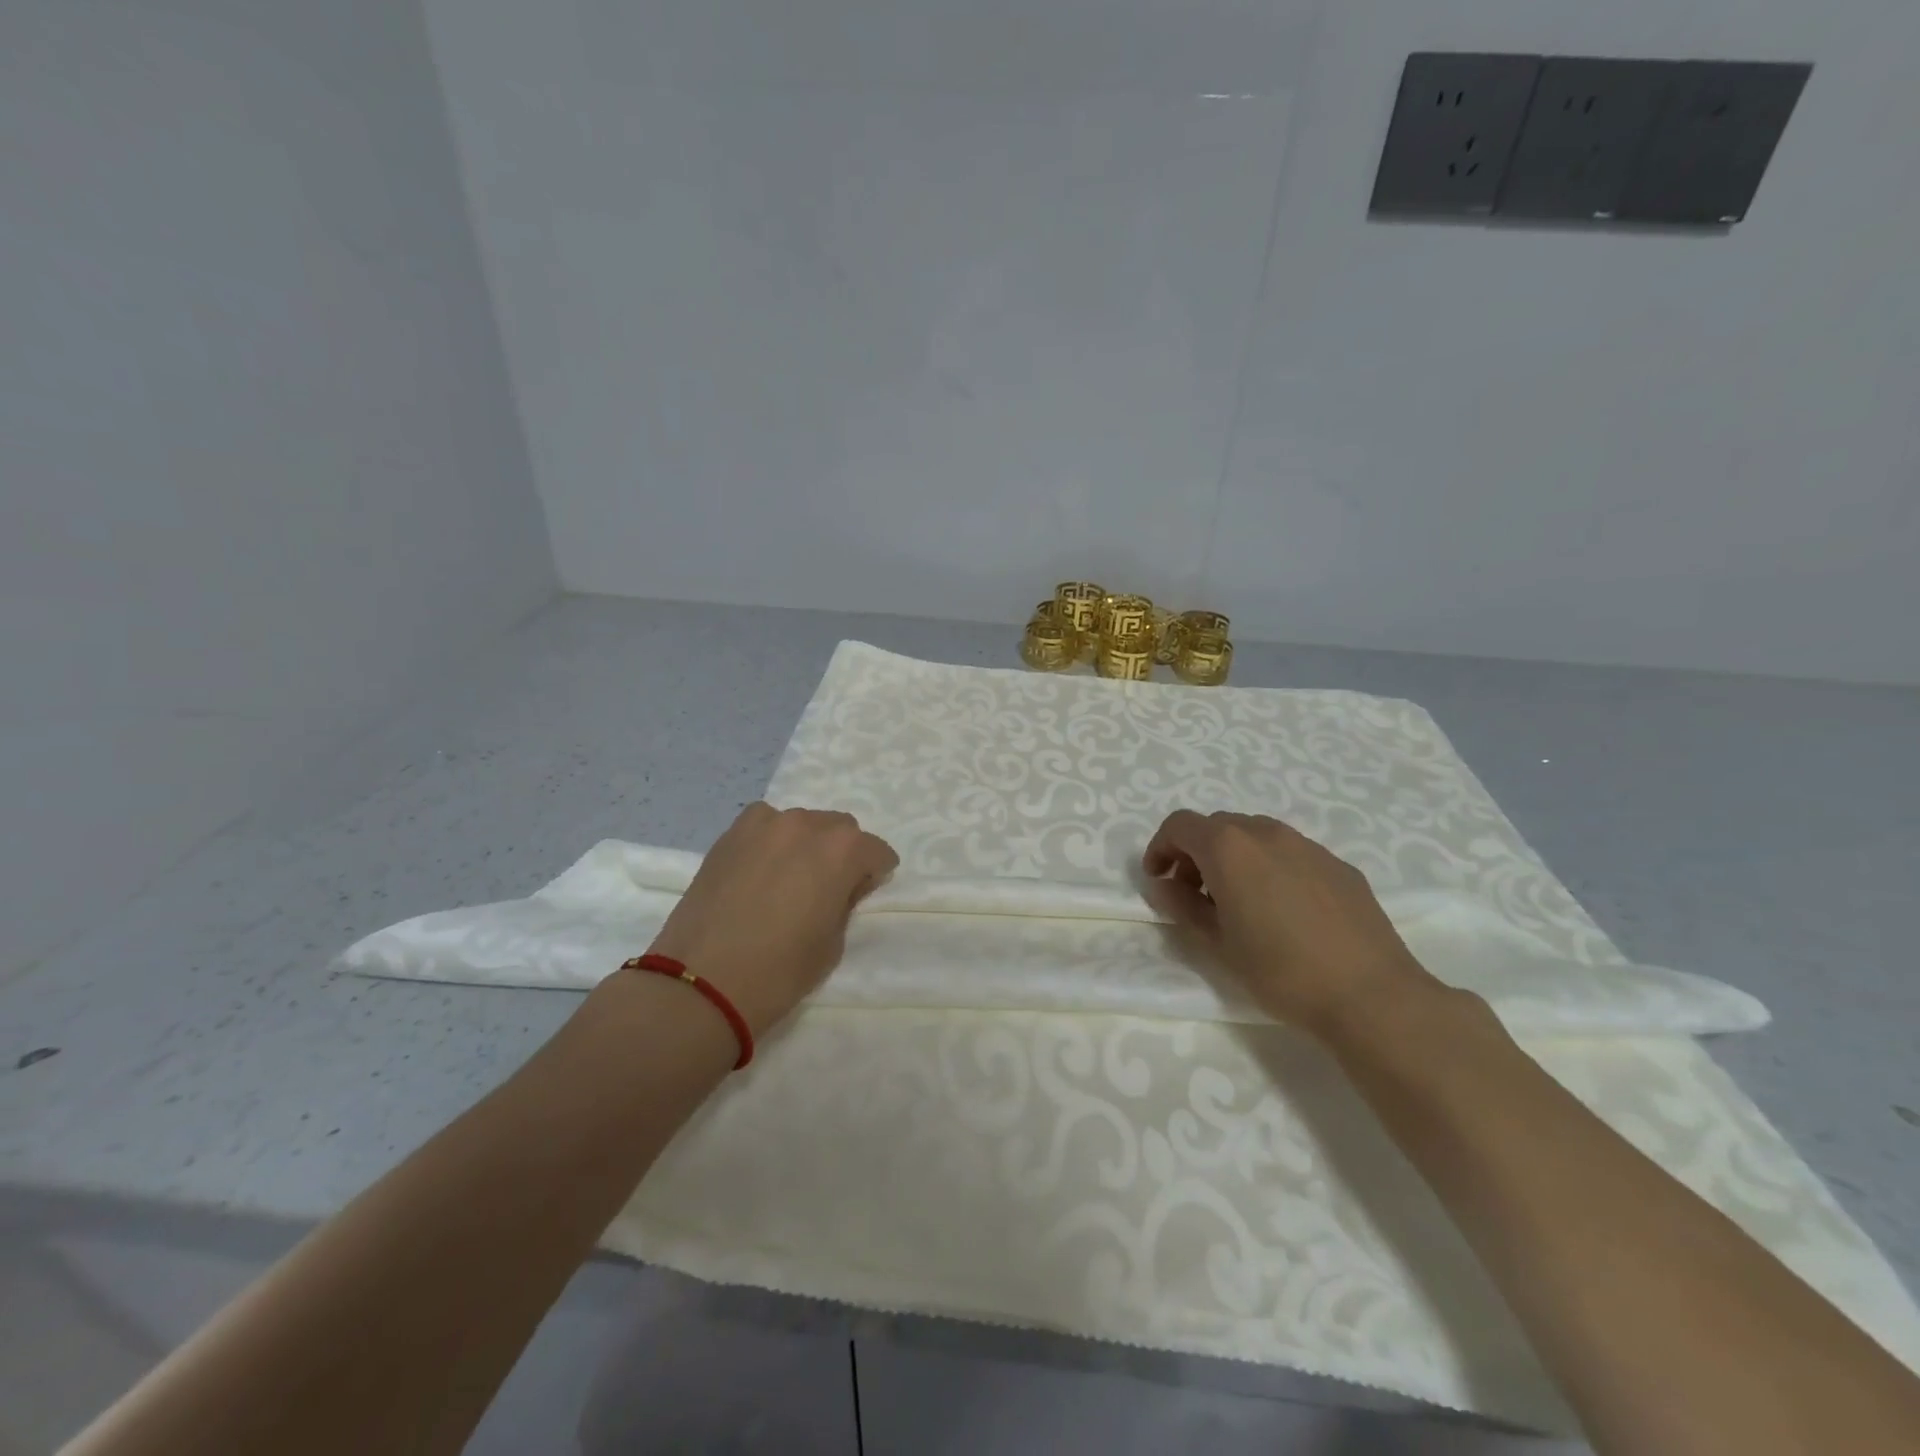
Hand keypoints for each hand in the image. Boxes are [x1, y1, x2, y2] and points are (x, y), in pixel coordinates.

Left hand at [647, 803, 898, 1034]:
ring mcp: (765, 824)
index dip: (874, 873)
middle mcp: (807, 825)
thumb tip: (842, 886)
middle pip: (840, 828)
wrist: (702, 981)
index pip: (876, 851)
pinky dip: (770, 841)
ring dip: (806, 844)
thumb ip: (844, 902)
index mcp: (842, 850)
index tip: (863, 894)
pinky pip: (764, 826)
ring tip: (789, 878)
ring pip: (801, 824)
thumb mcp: (832, 943)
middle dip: (842, 853)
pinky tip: (760, 870)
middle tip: (828, 887)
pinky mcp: (730, 834)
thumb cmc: (780, 971)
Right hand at [1142, 810, 1440, 1036]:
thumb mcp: (1217, 943)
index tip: (1158, 881)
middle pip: (1217, 826)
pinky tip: (1283, 911)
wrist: (1371, 995)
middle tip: (1194, 895)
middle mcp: (1266, 833)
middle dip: (1196, 853)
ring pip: (1255, 835)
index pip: (1180, 825)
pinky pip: (1290, 853)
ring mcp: (1307, 845)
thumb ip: (1183, 906)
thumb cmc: (1281, 970)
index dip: (1160, 848)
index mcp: (1229, 847)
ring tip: (1238, 902)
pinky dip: (1270, 867)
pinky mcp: (1338, 865)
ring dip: (1234, 858)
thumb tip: (1165, 885)